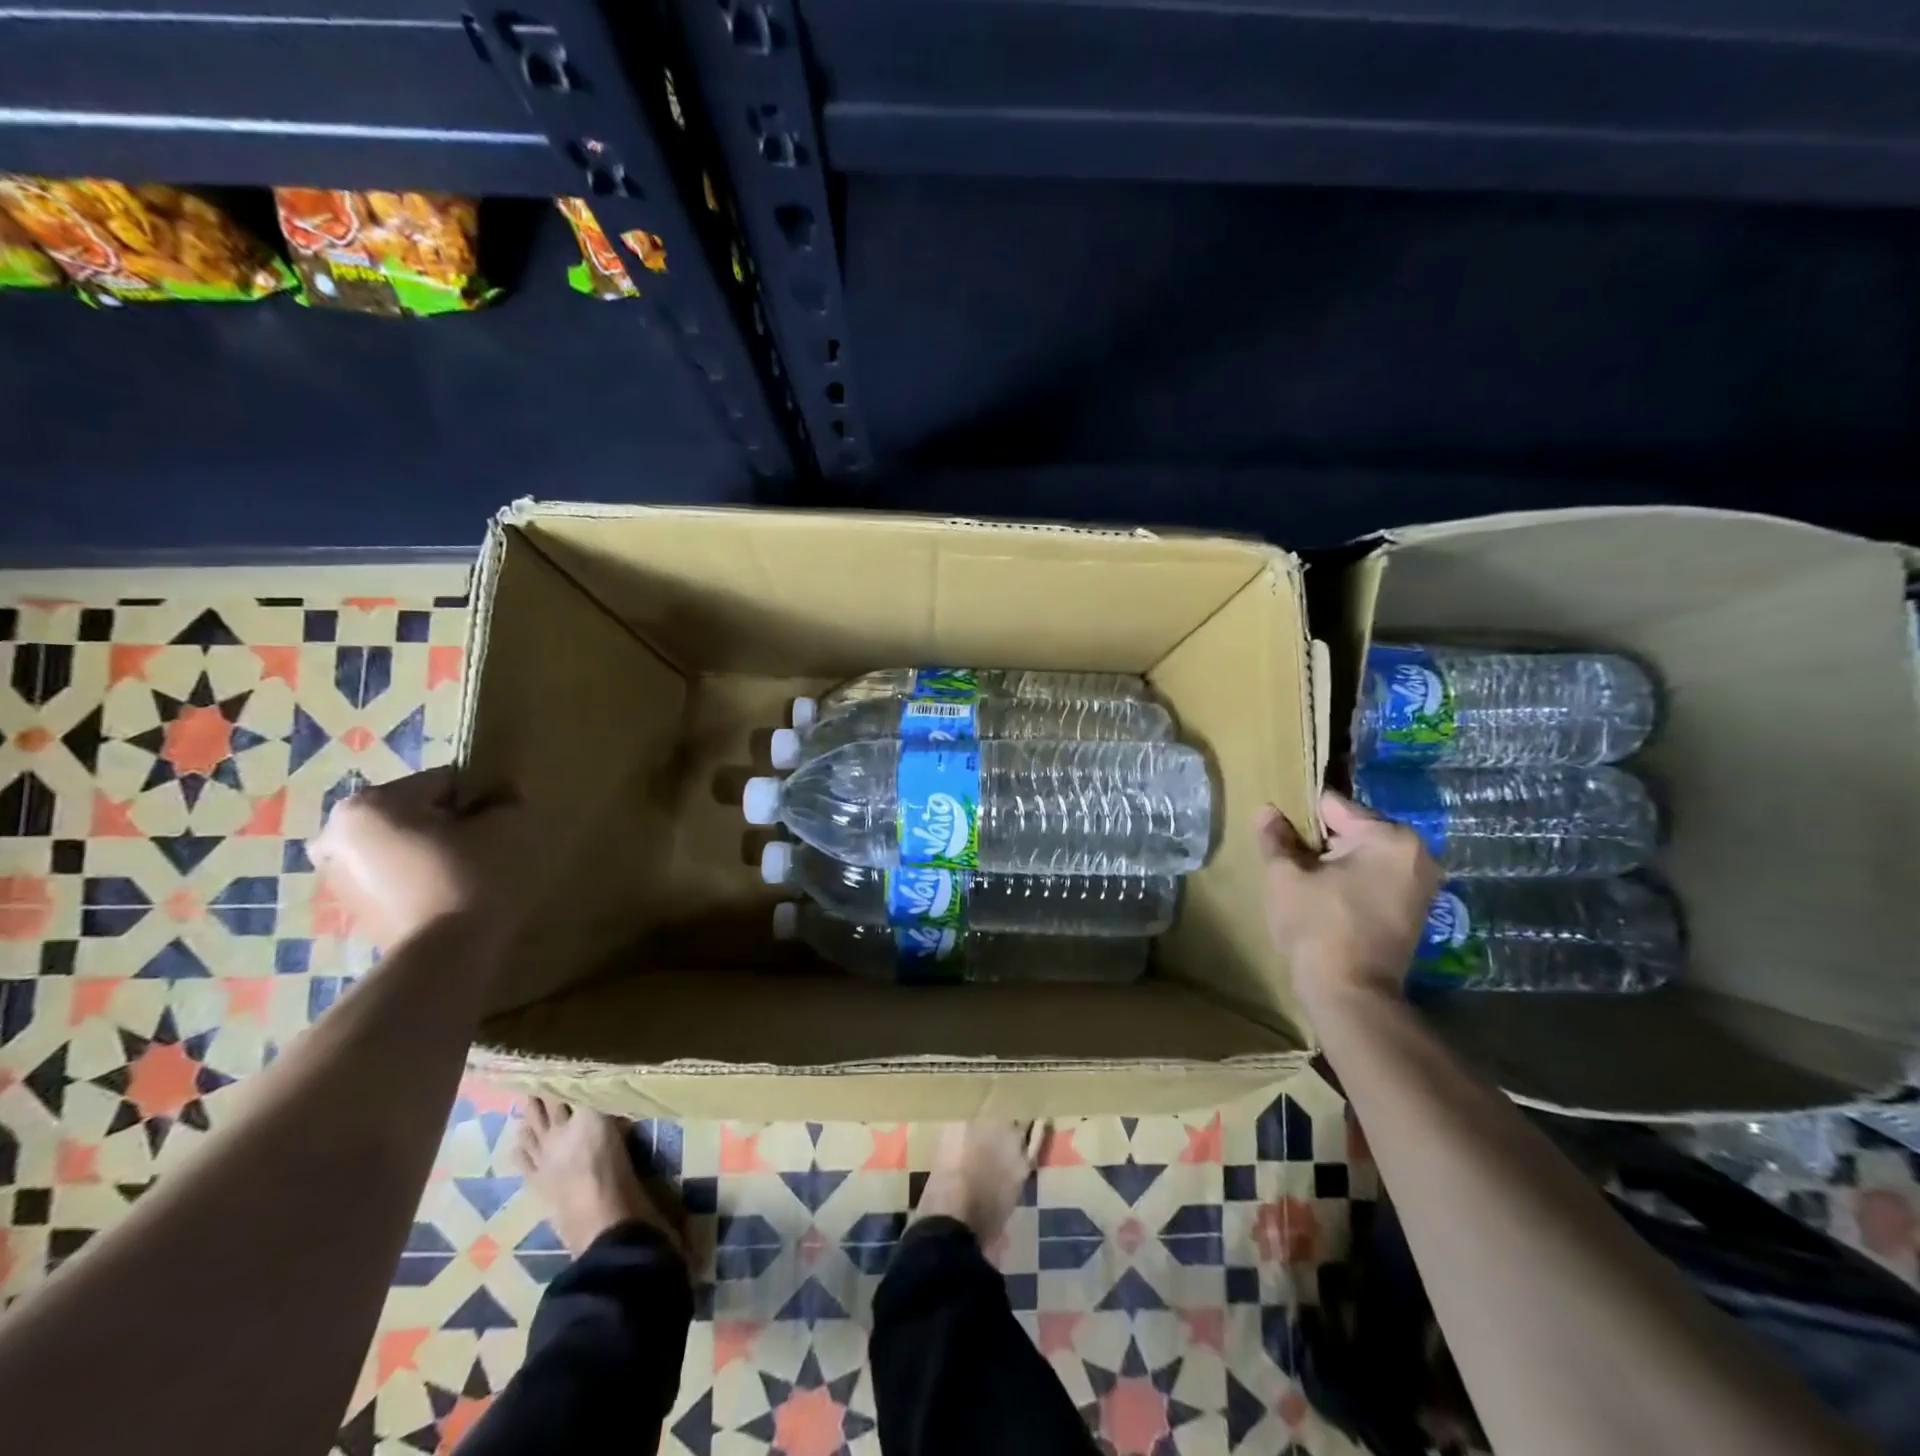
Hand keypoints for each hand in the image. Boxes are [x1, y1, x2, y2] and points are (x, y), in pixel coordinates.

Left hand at [309, 767, 525, 951]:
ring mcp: (336, 875)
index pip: (445, 782)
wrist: (444, 958)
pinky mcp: (350, 908)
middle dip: (454, 825)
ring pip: (405, 844)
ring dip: (438, 851)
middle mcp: (337, 834)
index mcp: (370, 804)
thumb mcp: (507, 826)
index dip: (483, 798)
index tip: (504, 822)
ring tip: (472, 874)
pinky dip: (423, 877)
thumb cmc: (472, 878)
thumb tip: (503, 796)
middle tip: (487, 848)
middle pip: (418, 813)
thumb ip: (506, 799)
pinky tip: (451, 894)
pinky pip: (396, 876)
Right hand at [1256, 789, 1440, 1018]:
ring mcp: (1420, 884)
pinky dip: (1351, 882)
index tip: (1280, 837)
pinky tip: (1326, 900)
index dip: (1301, 820)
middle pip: (1352, 830)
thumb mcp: (1285, 876)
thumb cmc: (1317, 926)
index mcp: (1390, 837)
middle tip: (1290, 863)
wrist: (1350, 994)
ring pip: (1362, 856)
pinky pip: (1375, 878)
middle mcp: (1416, 854)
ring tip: (1304, 882)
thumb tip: (1267, 811)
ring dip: (1334, 863)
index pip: (1334, 807)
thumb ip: (1276, 838)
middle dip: (1320, 842)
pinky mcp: (1414, 909)